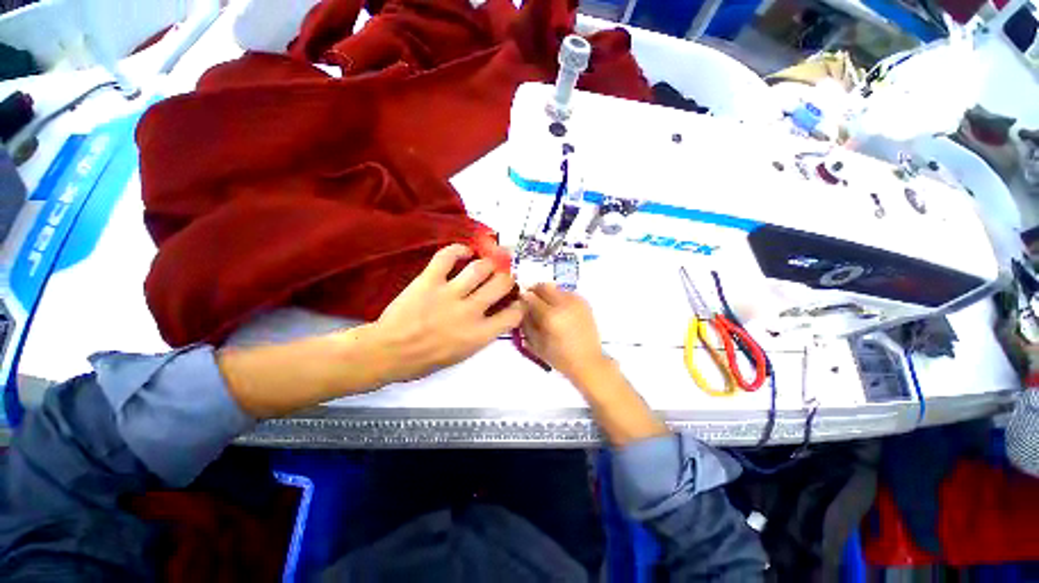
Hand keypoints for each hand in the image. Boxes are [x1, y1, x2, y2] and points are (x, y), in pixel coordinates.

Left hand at [370, 244, 524, 383]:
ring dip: (489, 263)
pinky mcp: (429, 280)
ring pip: (480, 267)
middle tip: (504, 277)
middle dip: (508, 278)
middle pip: (502, 283)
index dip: (520, 304)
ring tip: (488, 264)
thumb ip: (483, 333)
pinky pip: (447, 256)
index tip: (517, 300)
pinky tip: (466, 251)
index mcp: (479, 334)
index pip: (514, 314)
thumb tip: (495, 315)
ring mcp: (449, 293)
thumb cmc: (426, 360)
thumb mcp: (463, 355)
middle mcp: (470, 311)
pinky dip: (459, 249)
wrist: (388, 352)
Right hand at [521, 283, 609, 384]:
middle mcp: (563, 304)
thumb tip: (521, 308)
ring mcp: (576, 301)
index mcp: (550, 316)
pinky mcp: (584, 303)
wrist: (588, 361)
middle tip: (530, 300)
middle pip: (543, 287)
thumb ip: (527, 323)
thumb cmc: (560, 357)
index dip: (522, 297)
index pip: (531, 297)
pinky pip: (566, 292)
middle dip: (534, 290)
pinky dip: (559, 296)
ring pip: (555, 287)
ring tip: (545, 305)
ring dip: (547, 293)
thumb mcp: (536, 344)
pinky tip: (558, 308)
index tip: (519, 301)